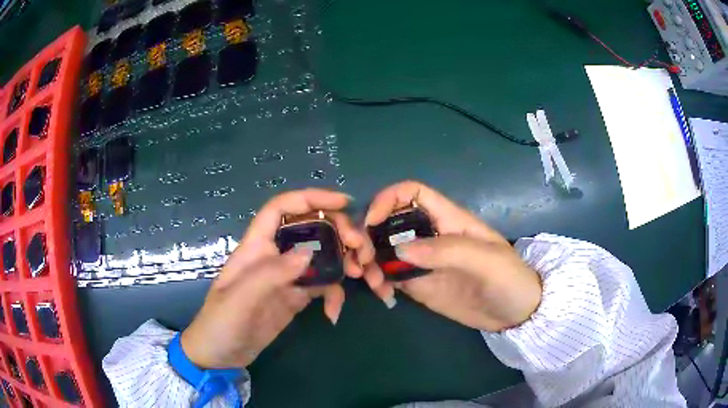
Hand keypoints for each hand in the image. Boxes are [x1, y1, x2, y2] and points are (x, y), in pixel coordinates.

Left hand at [181, 189, 372, 367]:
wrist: (220, 355)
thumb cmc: (221, 323)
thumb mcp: (239, 300)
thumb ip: (269, 275)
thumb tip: (308, 253)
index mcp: (255, 247)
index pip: (281, 209)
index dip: (310, 198)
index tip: (343, 202)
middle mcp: (273, 256)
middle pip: (310, 228)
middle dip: (338, 231)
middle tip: (360, 249)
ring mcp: (286, 277)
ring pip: (321, 256)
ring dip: (343, 261)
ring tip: (358, 275)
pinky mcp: (296, 297)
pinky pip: (322, 286)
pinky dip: (333, 294)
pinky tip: (333, 313)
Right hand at [364, 181, 541, 331]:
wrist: (517, 314)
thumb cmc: (510, 279)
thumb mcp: (487, 261)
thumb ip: (447, 251)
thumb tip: (400, 251)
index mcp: (449, 220)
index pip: (413, 193)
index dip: (389, 198)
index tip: (372, 221)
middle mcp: (431, 236)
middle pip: (390, 222)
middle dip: (370, 235)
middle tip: (362, 260)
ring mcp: (423, 262)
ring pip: (385, 251)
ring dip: (370, 261)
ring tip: (371, 282)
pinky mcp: (419, 285)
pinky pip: (391, 276)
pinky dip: (378, 281)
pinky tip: (381, 294)